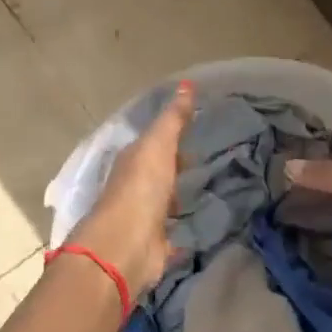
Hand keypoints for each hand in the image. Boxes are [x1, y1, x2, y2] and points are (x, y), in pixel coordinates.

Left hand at [69, 81, 194, 293]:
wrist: (125, 246)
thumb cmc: (140, 189)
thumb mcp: (158, 145)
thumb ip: (173, 119)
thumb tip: (188, 84)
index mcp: (132, 162)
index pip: (153, 144)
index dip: (173, 138)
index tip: (197, 133)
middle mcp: (134, 188)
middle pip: (157, 174)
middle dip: (176, 168)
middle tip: (204, 162)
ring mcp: (143, 219)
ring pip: (163, 204)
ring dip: (177, 199)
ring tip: (206, 192)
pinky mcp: (153, 246)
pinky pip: (172, 236)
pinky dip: (182, 232)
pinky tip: (198, 229)